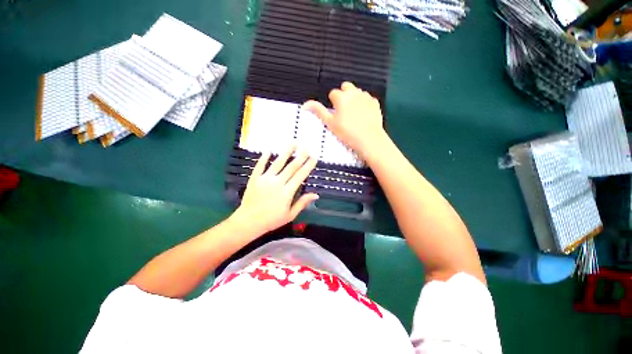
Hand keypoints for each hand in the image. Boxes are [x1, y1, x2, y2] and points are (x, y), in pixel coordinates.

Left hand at [232, 146, 318, 234]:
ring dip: (286, 152)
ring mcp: (265, 179)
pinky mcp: (255, 178)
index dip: (308, 166)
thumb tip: (316, 195)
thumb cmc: (271, 220)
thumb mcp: (290, 215)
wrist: (248, 222)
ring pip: (277, 163)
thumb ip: (302, 203)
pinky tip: (268, 150)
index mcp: (287, 192)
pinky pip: (260, 166)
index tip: (314, 158)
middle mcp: (277, 182)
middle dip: (300, 156)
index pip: (300, 175)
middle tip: (306, 148)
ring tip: (293, 143)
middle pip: (291, 167)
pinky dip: (264, 157)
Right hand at [303, 82, 386, 157]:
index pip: (333, 93)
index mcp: (341, 97)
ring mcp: (366, 96)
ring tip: (354, 113)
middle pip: (346, 87)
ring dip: (354, 98)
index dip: (333, 103)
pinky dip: (364, 103)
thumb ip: (318, 111)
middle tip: (343, 110)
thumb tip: (305, 104)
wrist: (368, 139)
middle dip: (343, 95)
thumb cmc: (347, 132)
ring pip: (357, 92)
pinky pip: (367, 98)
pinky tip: (363, 114)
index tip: (335, 113)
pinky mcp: (375, 102)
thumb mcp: (330, 123)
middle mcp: (354, 92)